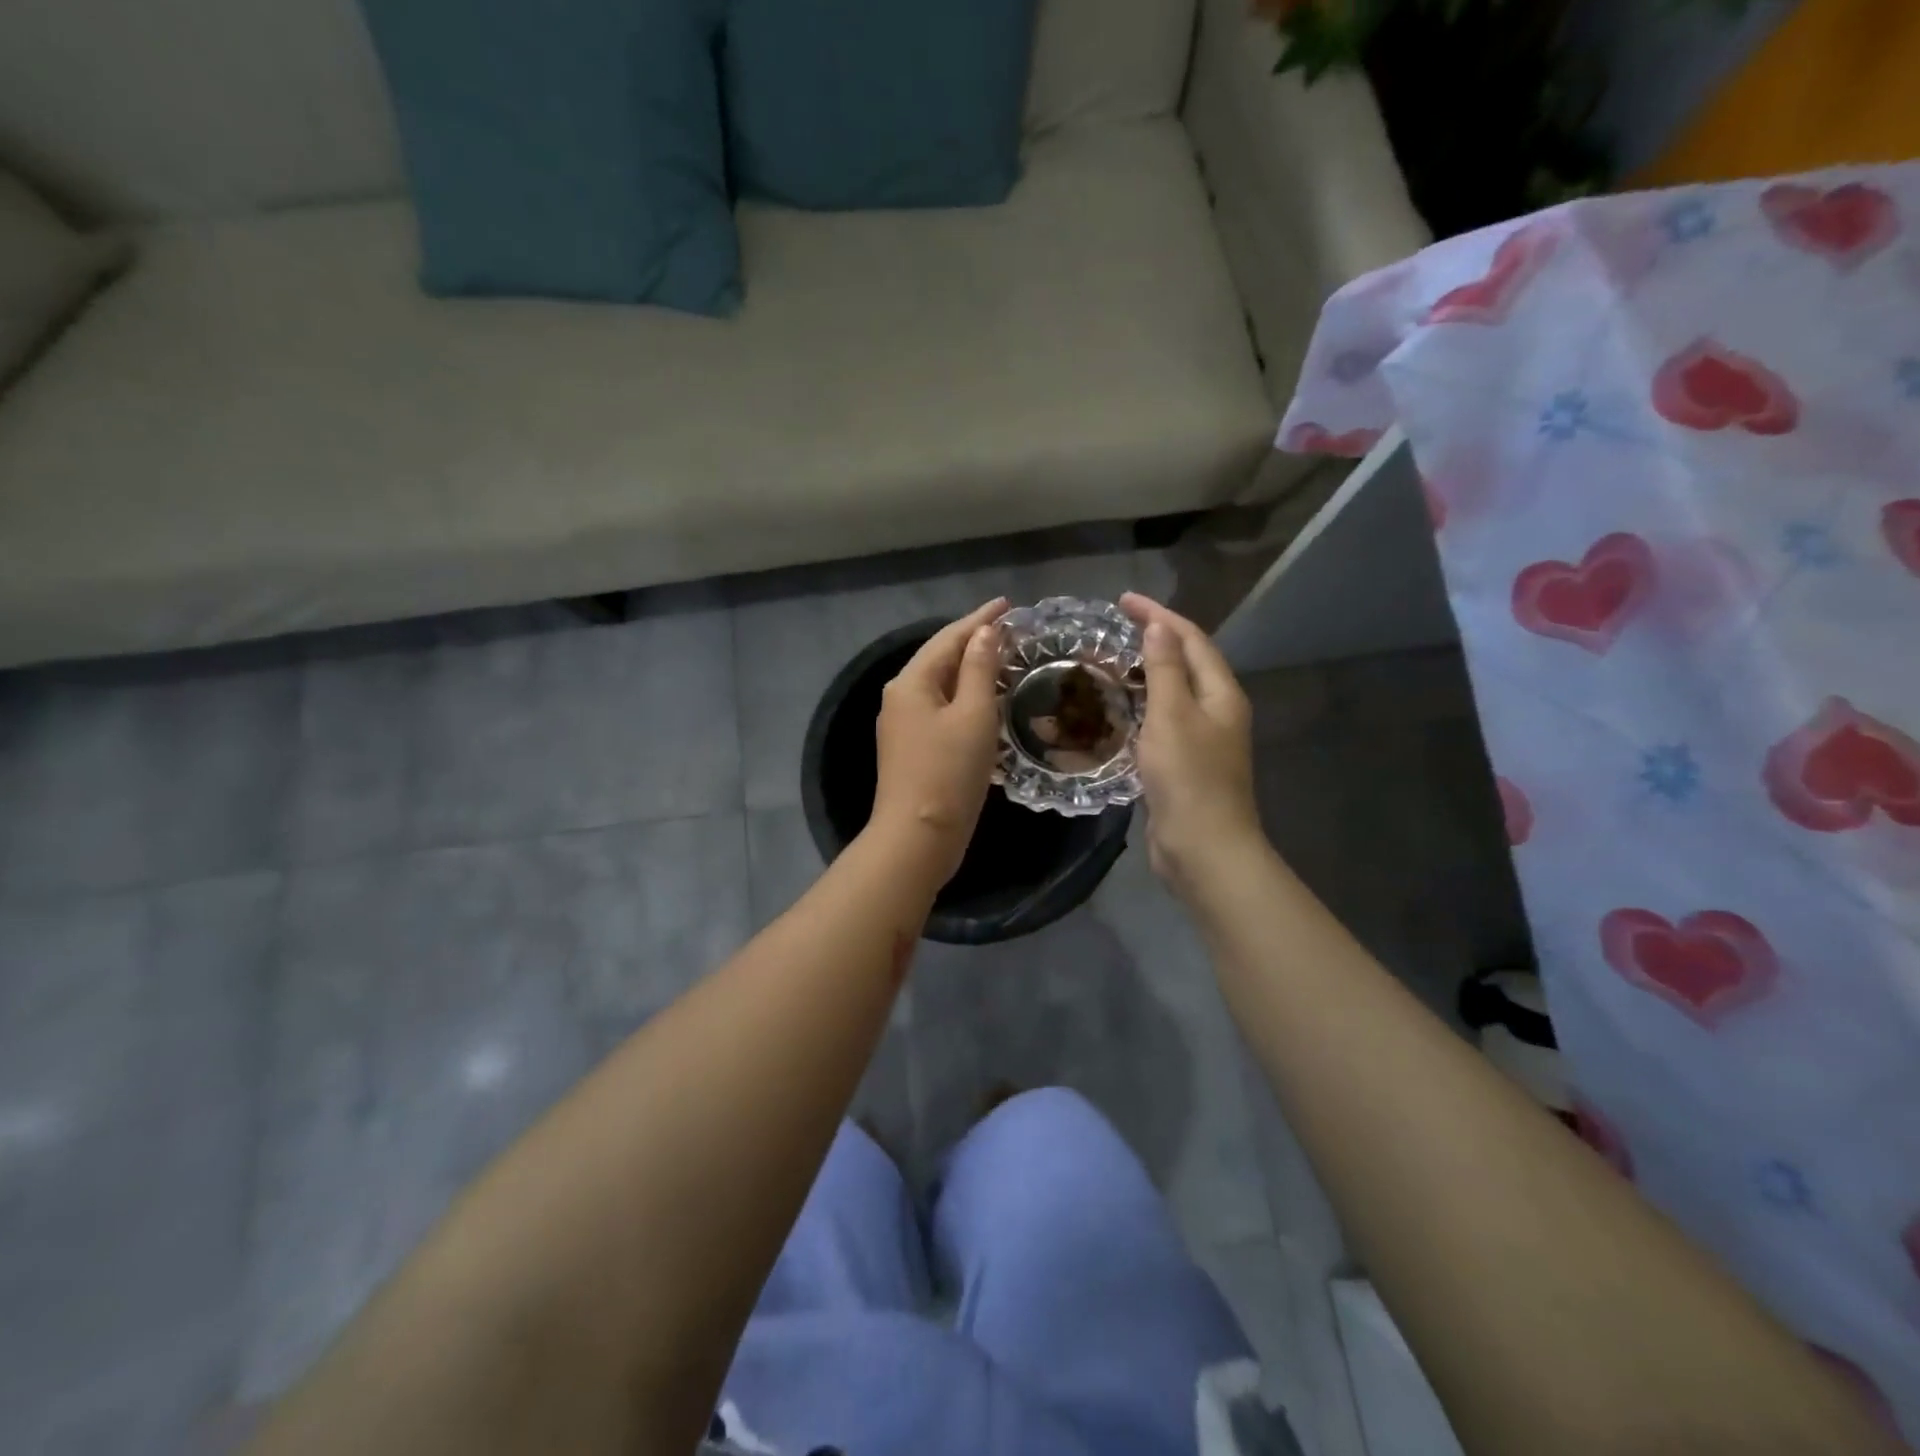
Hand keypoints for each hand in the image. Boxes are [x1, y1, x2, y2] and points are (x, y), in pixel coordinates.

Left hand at [869, 598, 1006, 885]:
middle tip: (1011, 629)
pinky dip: (964, 697)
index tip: (1008, 604)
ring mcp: (903, 724)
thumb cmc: (948, 772)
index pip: (948, 637)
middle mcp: (900, 697)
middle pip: (940, 658)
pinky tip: (985, 699)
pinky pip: (941, 708)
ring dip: (970, 669)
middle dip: (974, 641)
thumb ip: (979, 669)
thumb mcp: (973, 715)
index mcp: (911, 682)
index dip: (980, 619)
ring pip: (941, 685)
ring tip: (1003, 657)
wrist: (918, 837)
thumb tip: (984, 632)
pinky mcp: (912, 748)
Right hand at [1120, 594, 1263, 888]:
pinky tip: (1118, 709)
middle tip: (1113, 629)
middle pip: (1186, 662)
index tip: (1122, 601)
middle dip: (1153, 640)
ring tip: (1111, 662)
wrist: (1203, 847)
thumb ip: (1164, 670)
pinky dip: (1142, 706)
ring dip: (1145, 673)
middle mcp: (1217, 711)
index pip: (1191, 639)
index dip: (1159, 616)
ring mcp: (1203, 739)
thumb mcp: (1172, 716)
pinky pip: (1163, 721)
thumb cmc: (1188, 778)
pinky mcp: (1185, 764)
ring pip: (1173, 693)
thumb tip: (1159, 629)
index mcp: (1221, 693)